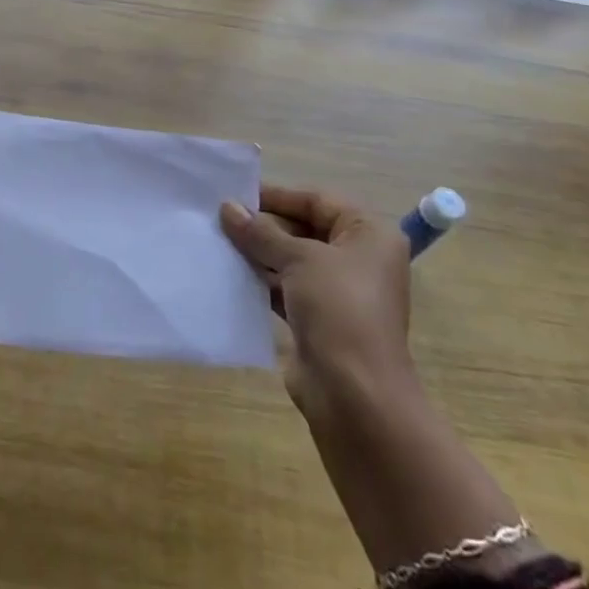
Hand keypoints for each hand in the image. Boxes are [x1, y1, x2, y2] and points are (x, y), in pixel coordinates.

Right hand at [219, 185, 414, 425]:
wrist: (355, 395)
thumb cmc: (338, 309)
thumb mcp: (299, 259)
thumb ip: (261, 232)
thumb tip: (227, 207)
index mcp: (369, 234)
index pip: (318, 200)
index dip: (278, 196)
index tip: (236, 194)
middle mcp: (359, 259)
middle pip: (305, 229)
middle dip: (264, 226)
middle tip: (220, 219)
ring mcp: (339, 292)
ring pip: (293, 260)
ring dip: (259, 253)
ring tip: (218, 243)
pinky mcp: (320, 320)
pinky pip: (287, 289)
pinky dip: (262, 281)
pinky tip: (231, 275)